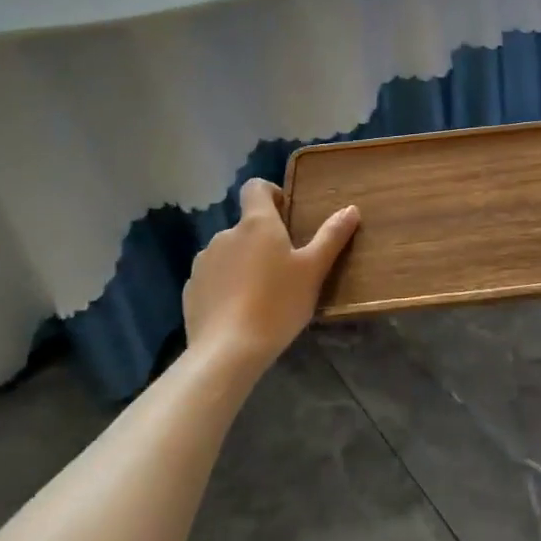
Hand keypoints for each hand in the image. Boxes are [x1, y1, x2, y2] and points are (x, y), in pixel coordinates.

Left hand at [184, 178, 358, 373]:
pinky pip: (212, 279)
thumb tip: (350, 209)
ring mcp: (203, 263)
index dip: (271, 194)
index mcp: (256, 223)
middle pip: (245, 225)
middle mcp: (225, 234)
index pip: (255, 187)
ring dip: (243, 263)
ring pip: (228, 253)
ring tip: (261, 294)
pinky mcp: (190, 291)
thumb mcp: (313, 270)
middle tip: (284, 268)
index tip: (286, 215)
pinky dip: (225, 287)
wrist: (226, 353)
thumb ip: (331, 236)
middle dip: (262, 240)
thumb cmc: (277, 303)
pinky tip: (238, 313)